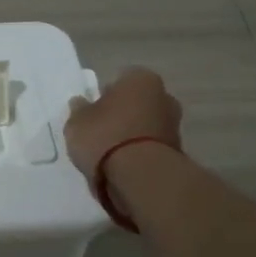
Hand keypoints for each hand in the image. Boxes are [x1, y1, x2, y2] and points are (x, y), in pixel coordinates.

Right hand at [65, 68, 182, 181]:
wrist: (140, 177)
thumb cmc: (105, 137)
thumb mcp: (77, 121)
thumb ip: (79, 109)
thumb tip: (81, 103)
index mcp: (141, 79)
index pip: (121, 79)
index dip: (105, 94)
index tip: (93, 111)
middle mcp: (164, 96)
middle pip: (137, 102)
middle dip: (123, 114)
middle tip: (101, 130)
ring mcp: (175, 126)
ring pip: (146, 125)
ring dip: (133, 135)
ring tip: (109, 154)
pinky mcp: (177, 153)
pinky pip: (151, 148)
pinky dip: (140, 154)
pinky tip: (123, 166)